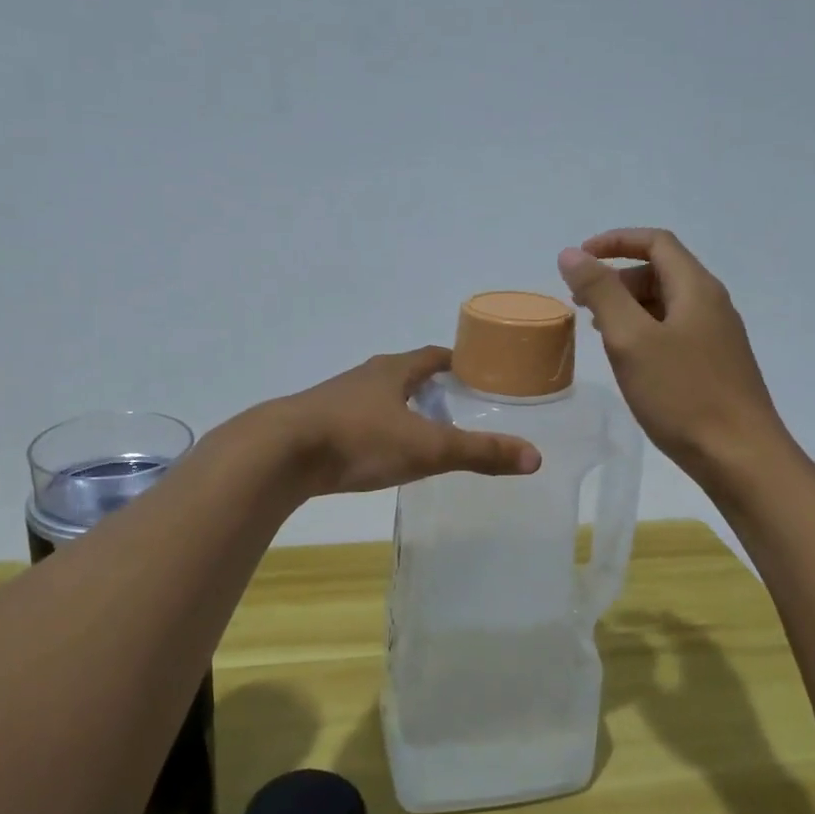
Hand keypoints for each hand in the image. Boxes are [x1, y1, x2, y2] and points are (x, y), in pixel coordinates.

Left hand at [268, 347, 541, 496]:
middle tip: (458, 409)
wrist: (279, 453)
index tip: (478, 375)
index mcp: (393, 370)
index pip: (433, 356)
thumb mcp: (426, 448)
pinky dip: (376, 430)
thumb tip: (534, 457)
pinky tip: (379, 453)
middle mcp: (365, 376)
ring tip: (423, 433)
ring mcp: (336, 399)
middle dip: (432, 388)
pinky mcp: (316, 424)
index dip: (458, 362)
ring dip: (402, 409)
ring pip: (379, 398)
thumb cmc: (359, 439)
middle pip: (406, 374)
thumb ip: (479, 453)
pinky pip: (357, 421)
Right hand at [558, 228, 780, 483]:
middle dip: (617, 277)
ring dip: (629, 305)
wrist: (740, 456)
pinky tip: (628, 358)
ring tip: (596, 328)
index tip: (579, 258)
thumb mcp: (631, 339)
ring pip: (667, 303)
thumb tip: (572, 254)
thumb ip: (602, 292)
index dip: (615, 242)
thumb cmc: (683, 395)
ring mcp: (717, 336)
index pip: (656, 243)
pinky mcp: (715, 364)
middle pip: (661, 271)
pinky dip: (644, 330)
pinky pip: (674, 331)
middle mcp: (712, 304)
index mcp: (696, 289)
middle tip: (581, 301)